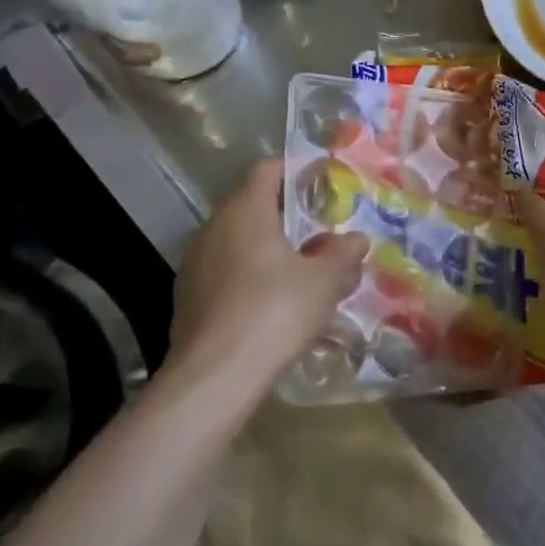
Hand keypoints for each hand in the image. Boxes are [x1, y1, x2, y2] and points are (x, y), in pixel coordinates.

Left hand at [167, 160, 367, 396]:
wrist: (215, 376)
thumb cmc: (276, 311)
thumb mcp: (325, 280)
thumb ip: (343, 252)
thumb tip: (356, 238)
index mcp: (245, 211)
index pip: (267, 170)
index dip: (297, 172)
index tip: (324, 186)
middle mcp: (213, 227)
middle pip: (253, 206)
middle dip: (289, 217)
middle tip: (323, 234)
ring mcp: (195, 263)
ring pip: (239, 241)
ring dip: (270, 249)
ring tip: (304, 272)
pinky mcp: (188, 297)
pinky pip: (227, 272)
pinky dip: (251, 276)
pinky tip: (275, 304)